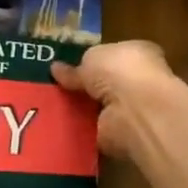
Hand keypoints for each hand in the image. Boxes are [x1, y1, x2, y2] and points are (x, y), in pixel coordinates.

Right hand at [52, 40, 182, 158]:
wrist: (135, 110)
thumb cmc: (119, 70)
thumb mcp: (90, 59)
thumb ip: (75, 67)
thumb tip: (56, 69)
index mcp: (137, 54)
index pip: (113, 55)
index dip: (92, 61)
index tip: (68, 67)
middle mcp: (137, 81)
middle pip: (104, 83)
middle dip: (84, 87)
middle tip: (54, 88)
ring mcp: (130, 109)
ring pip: (98, 106)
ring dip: (80, 108)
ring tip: (50, 106)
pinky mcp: (120, 133)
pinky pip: (94, 129)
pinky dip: (79, 128)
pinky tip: (59, 125)